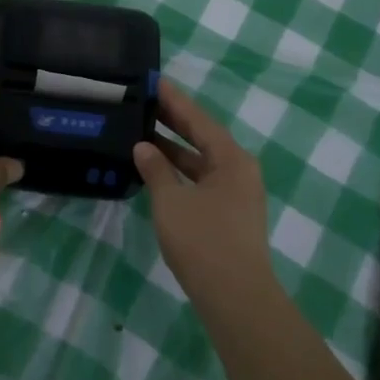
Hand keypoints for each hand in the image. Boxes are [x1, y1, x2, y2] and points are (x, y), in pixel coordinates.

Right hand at [133, 80, 271, 297]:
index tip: (153, 81)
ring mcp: (236, 195)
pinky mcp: (228, 215)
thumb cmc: (203, 242)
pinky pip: (200, 181)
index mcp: (232, 159)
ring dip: (173, 150)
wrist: (236, 298)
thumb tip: (143, 147)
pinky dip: (178, 173)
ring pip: (200, 162)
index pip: (198, 120)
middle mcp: (239, 171)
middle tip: (142, 102)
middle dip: (173, 121)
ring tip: (140, 132)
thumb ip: (156, 170)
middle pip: (202, 138)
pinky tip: (154, 170)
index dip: (174, 100)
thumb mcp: (171, 202)